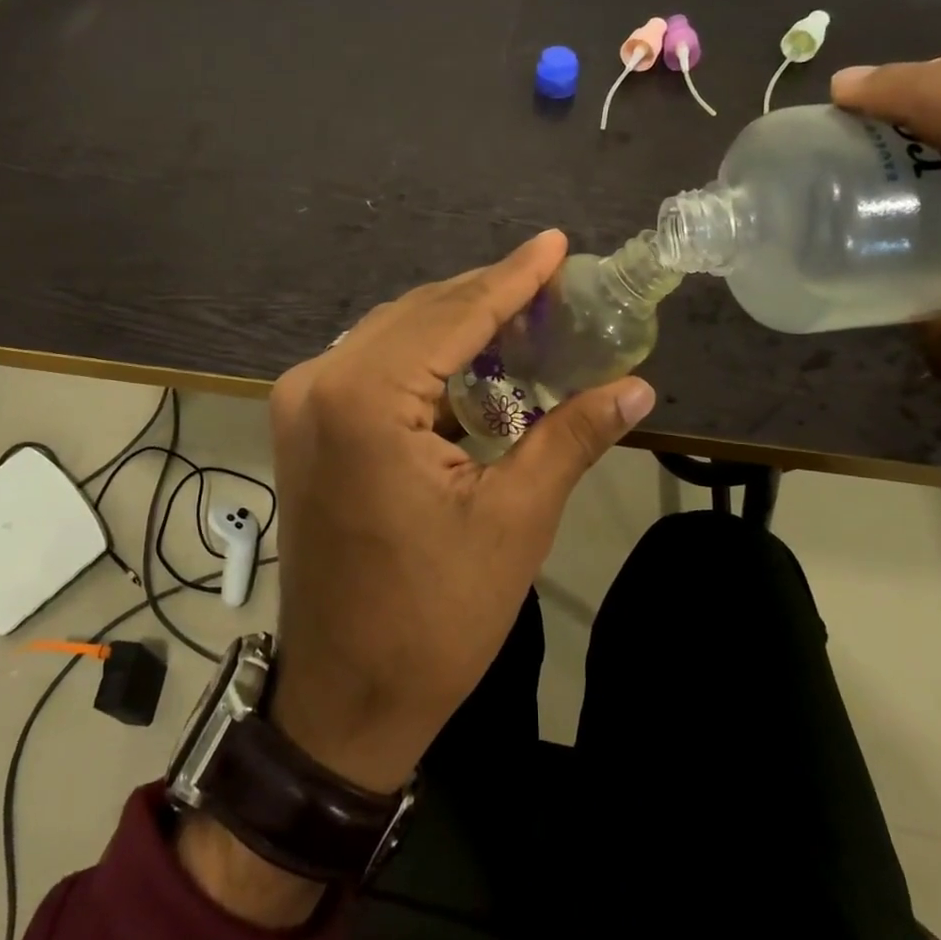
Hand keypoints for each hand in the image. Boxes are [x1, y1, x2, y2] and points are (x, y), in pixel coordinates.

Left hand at [264, 229, 656, 791]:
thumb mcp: (515, 521)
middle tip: (555, 284)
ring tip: (526, 315)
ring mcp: (302, 403)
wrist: (346, 696)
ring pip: (393, 336)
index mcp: (364, 398)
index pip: (454, 315)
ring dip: (457, 325)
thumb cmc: (433, 617)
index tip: (556, 243)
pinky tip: (474, 360)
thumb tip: (637, 386)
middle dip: (487, 297)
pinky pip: (372, 367)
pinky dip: (425, 358)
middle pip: (419, 315)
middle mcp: (320, 382)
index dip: (513, 278)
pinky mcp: (304, 426)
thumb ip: (571, 436)